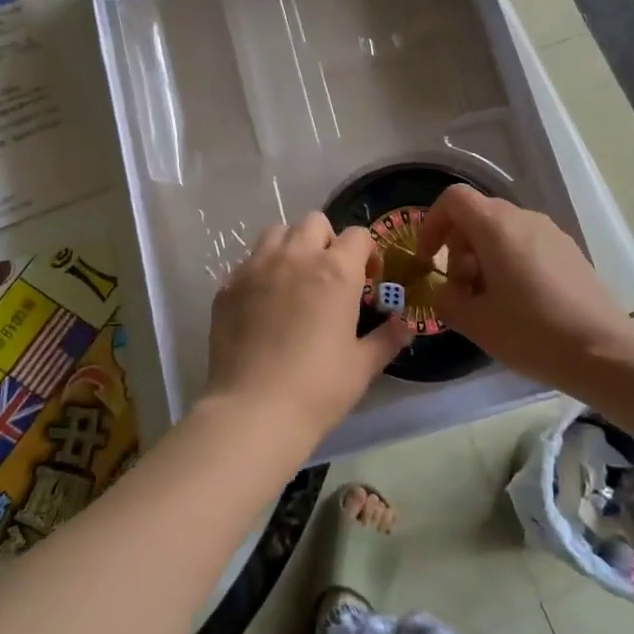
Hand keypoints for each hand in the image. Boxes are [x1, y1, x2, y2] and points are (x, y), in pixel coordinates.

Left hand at [204, 213, 413, 441]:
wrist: (254, 410)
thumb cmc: (318, 387)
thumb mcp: (363, 366)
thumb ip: (387, 338)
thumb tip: (406, 325)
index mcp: (336, 271)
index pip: (358, 235)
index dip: (367, 252)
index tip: (367, 279)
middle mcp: (296, 257)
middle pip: (314, 222)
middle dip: (327, 241)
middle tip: (330, 276)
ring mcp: (256, 267)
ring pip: (276, 233)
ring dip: (291, 246)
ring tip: (294, 279)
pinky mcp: (228, 286)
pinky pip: (248, 262)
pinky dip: (260, 271)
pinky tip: (263, 303)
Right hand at [417, 186, 633, 392]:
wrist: (603, 352)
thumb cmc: (530, 332)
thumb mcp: (474, 322)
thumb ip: (446, 300)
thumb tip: (444, 291)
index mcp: (496, 226)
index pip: (453, 199)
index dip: (432, 224)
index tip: (428, 260)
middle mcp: (524, 218)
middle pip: (477, 216)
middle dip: (458, 248)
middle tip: (461, 290)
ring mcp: (551, 233)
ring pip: (503, 231)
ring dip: (483, 258)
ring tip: (488, 302)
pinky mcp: (570, 252)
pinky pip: (527, 244)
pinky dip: (509, 263)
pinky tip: (518, 304)